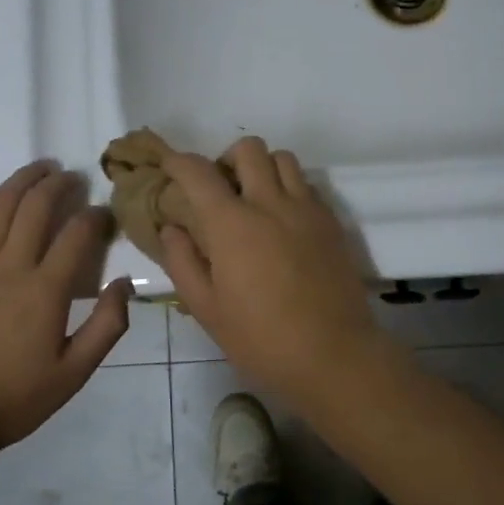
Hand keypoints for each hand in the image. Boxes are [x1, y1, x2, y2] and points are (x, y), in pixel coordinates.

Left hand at [0, 162, 132, 450]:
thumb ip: (108, 326)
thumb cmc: (15, 398)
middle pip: (36, 208)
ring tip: (39, 169)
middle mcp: (9, 267)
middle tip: (73, 177)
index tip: (105, 214)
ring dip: (21, 181)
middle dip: (60, 185)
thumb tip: (125, 282)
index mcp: (46, 291)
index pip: (78, 235)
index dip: (96, 216)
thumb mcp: (75, 373)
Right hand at [159, 137, 391, 406]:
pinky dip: (290, 189)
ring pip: (284, 159)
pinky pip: (308, 185)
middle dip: (227, 159)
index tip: (170, 168)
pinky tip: (284, 221)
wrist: (333, 355)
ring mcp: (307, 210)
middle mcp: (270, 204)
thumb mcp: (207, 309)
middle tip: (220, 190)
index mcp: (232, 224)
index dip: (178, 163)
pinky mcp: (332, 222)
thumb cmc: (261, 339)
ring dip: (263, 169)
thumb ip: (183, 262)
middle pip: (249, 149)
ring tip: (255, 200)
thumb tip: (173, 228)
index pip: (198, 172)